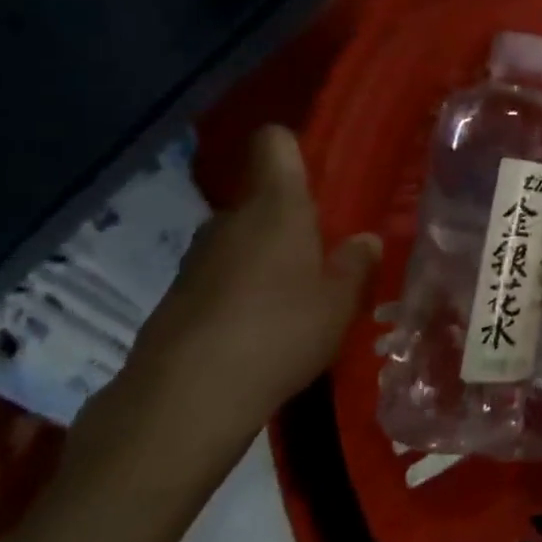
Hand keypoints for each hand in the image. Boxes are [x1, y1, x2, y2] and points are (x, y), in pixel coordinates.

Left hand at [69, 126, 378, 501]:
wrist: (185, 399)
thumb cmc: (280, 332)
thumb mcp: (340, 303)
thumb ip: (356, 265)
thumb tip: (365, 240)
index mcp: (275, 207)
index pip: (274, 143)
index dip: (295, 148)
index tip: (321, 173)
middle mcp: (231, 220)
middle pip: (263, 198)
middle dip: (292, 219)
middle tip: (327, 253)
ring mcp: (197, 258)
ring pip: (242, 240)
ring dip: (267, 258)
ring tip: (298, 297)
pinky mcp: (177, 296)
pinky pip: (222, 276)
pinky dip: (243, 290)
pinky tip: (262, 330)